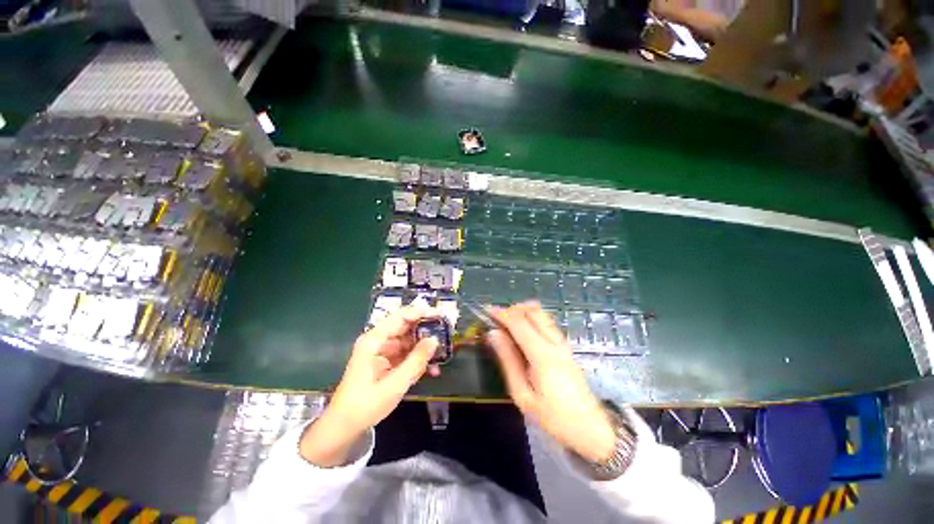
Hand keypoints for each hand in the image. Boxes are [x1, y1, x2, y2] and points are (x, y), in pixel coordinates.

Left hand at [300, 306, 438, 466]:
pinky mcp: (386, 362)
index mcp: (374, 340)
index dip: (420, 313)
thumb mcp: (395, 383)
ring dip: (424, 348)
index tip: (440, 315)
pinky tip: (431, 370)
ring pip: (408, 341)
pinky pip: (405, 355)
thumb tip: (435, 340)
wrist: (344, 427)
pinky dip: (417, 360)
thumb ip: (416, 360)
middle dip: (426, 331)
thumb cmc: (365, 404)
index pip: (400, 317)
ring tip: (441, 355)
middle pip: (406, 327)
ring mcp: (382, 351)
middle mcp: (378, 341)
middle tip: (446, 333)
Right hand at [488, 302, 615, 462]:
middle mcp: (554, 342)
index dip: (502, 314)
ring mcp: (563, 343)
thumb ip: (508, 360)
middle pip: (534, 311)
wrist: (590, 428)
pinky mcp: (565, 347)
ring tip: (508, 322)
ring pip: (542, 314)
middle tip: (497, 317)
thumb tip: (493, 334)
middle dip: (513, 309)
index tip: (487, 311)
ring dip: (523, 311)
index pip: (519, 323)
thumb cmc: (553, 416)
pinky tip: (523, 331)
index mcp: (543, 355)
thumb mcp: (522, 394)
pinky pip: (547, 322)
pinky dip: (532, 318)